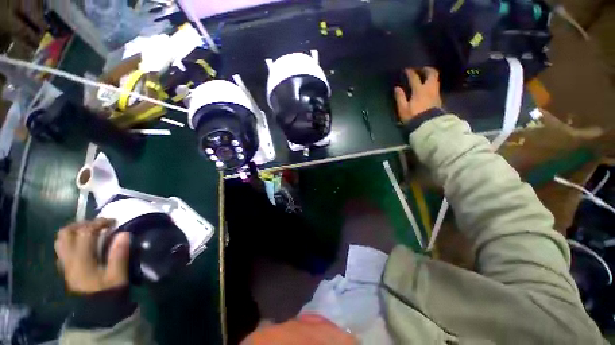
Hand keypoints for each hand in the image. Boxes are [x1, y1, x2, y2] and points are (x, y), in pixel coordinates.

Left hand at [55, 218, 130, 293]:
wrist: (95, 313)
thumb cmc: (108, 293)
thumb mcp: (118, 276)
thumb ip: (119, 255)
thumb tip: (124, 233)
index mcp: (82, 260)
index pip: (85, 233)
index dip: (99, 223)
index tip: (113, 221)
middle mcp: (69, 259)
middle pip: (66, 233)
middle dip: (82, 224)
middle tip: (98, 225)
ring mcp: (65, 264)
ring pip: (61, 241)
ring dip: (74, 232)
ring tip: (89, 232)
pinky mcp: (66, 269)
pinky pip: (62, 249)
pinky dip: (71, 241)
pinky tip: (83, 245)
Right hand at [394, 67, 441, 122]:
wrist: (429, 125)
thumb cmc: (414, 117)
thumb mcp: (403, 109)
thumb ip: (400, 97)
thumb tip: (396, 88)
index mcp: (419, 90)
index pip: (414, 78)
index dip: (410, 73)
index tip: (406, 70)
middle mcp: (429, 88)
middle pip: (431, 74)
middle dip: (425, 70)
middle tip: (420, 70)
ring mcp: (435, 93)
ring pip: (435, 79)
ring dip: (430, 76)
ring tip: (424, 77)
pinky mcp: (438, 98)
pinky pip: (436, 86)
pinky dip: (432, 83)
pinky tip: (427, 87)